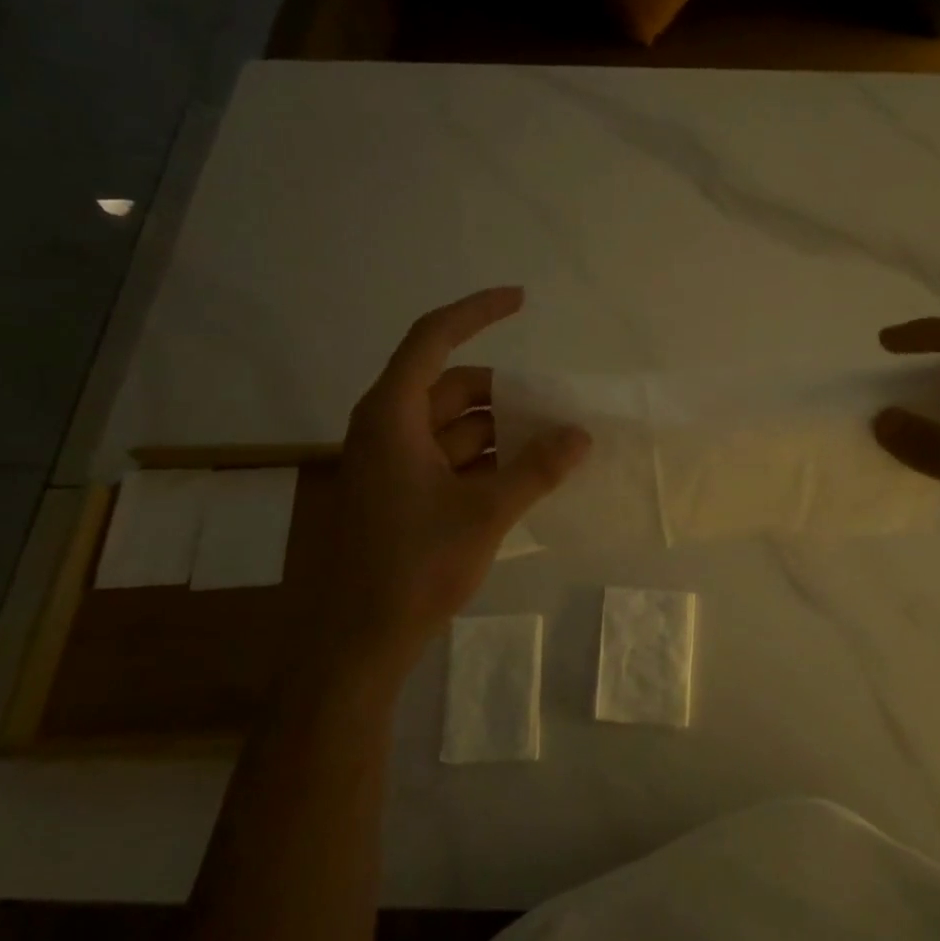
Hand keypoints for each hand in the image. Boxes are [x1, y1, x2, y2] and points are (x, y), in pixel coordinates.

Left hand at [317, 287, 589, 659]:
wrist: (359, 641)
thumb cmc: (414, 566)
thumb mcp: (485, 513)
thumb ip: (536, 469)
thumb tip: (580, 434)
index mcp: (392, 415)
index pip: (433, 339)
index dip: (477, 312)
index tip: (521, 299)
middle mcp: (386, 428)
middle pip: (451, 387)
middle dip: (505, 392)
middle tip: (556, 405)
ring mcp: (392, 464)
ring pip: (453, 427)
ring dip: (500, 430)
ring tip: (552, 443)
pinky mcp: (400, 494)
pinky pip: (449, 459)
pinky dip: (486, 460)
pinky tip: (525, 476)